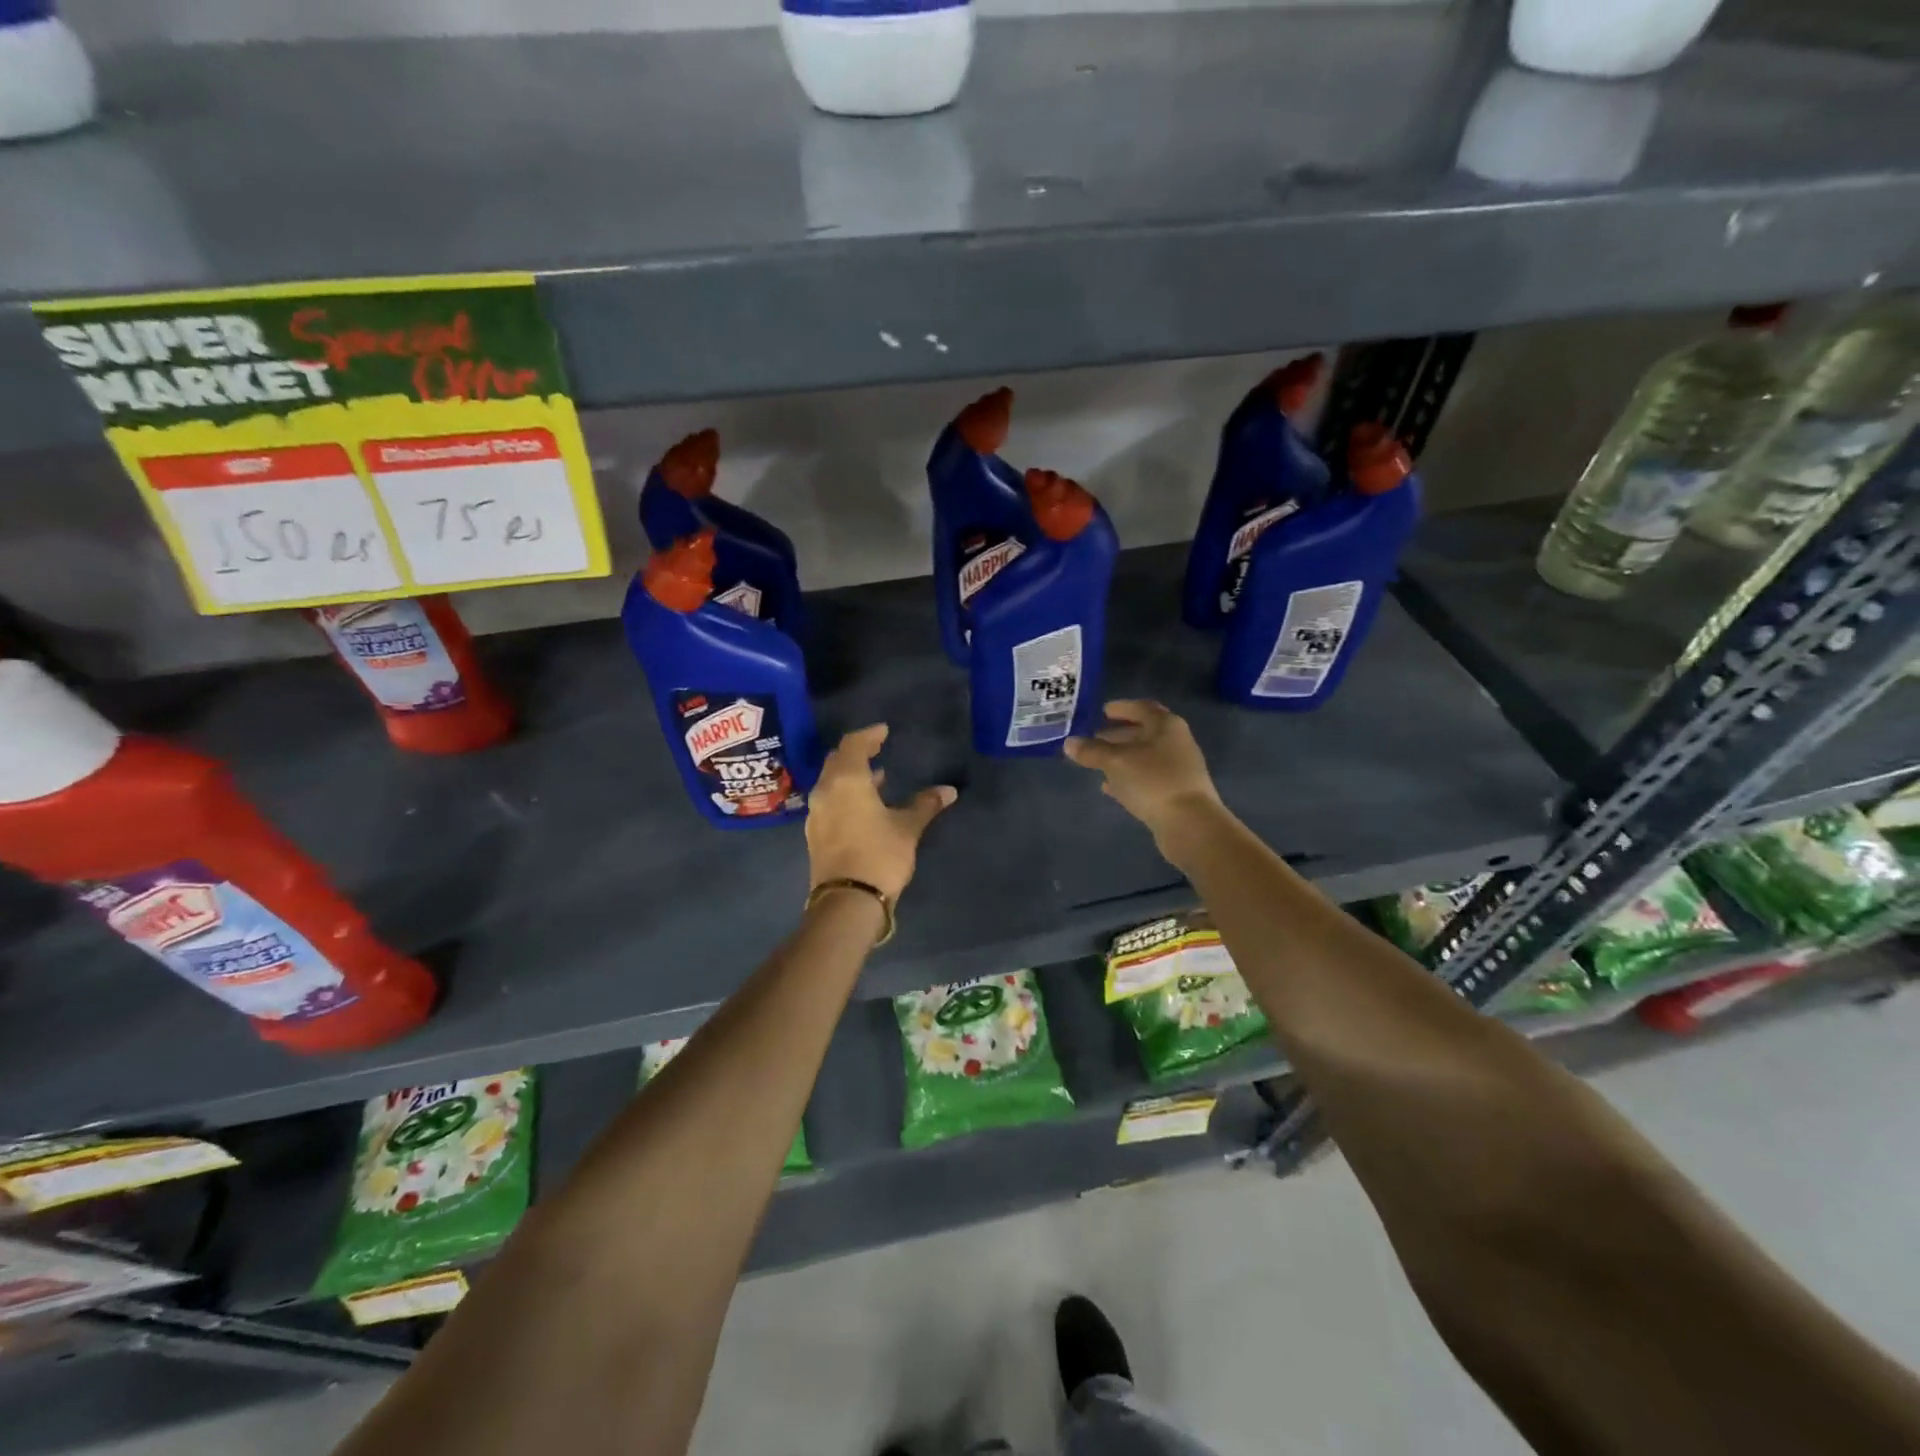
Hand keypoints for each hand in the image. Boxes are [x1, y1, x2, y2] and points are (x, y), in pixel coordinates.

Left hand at [806, 725, 956, 901]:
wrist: (847, 902)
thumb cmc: (879, 855)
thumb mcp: (907, 828)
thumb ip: (925, 805)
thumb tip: (948, 790)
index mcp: (846, 780)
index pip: (853, 745)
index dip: (869, 735)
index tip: (884, 731)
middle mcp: (825, 791)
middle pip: (837, 761)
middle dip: (857, 753)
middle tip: (877, 748)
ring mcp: (817, 813)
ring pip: (831, 782)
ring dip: (852, 775)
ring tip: (877, 777)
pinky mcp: (816, 834)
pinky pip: (830, 801)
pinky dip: (846, 794)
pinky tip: (865, 806)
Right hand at [1064, 701, 1222, 843]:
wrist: (1190, 824)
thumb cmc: (1153, 781)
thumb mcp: (1116, 762)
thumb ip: (1092, 751)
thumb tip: (1069, 743)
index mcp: (1166, 725)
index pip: (1142, 707)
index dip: (1121, 708)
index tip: (1102, 711)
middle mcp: (1176, 742)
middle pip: (1144, 732)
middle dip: (1118, 735)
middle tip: (1094, 738)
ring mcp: (1179, 768)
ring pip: (1145, 756)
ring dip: (1122, 757)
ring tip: (1097, 763)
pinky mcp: (1176, 792)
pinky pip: (1148, 777)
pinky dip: (1129, 777)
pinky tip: (1111, 787)